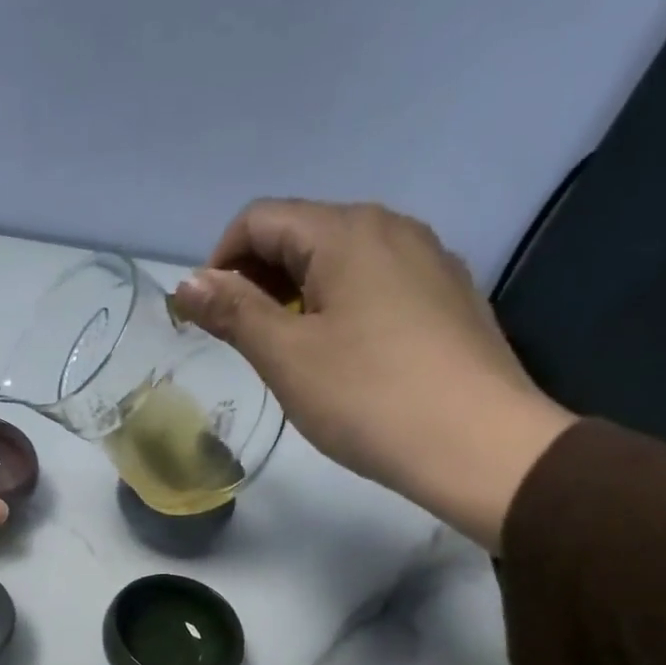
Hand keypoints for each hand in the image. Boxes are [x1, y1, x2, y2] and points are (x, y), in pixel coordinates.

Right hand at [169, 199, 576, 551]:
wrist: (480, 446)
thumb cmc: (368, 397)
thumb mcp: (285, 355)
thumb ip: (233, 310)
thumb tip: (185, 282)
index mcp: (346, 232)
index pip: (259, 219)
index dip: (220, 262)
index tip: (209, 318)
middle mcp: (392, 227)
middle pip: (301, 232)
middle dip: (257, 278)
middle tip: (242, 339)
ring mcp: (429, 259)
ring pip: (340, 258)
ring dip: (297, 292)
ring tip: (289, 351)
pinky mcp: (449, 296)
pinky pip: (376, 282)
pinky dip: (340, 304)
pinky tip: (343, 356)